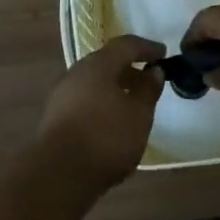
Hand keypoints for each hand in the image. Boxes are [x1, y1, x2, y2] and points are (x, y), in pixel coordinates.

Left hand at [37, 35, 165, 192]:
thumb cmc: (105, 137)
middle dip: (129, 69)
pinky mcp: (55, 116)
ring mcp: (62, 94)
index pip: (125, 45)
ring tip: (133, 104)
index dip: (146, 48)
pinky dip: (102, 103)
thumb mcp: (138, 115)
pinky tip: (112, 122)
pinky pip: (85, 99)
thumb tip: (154, 71)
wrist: (58, 174)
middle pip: (107, 63)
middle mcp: (77, 72)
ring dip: (115, 88)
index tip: (164, 53)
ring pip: (95, 82)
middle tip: (149, 80)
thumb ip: (148, 90)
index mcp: (98, 64)